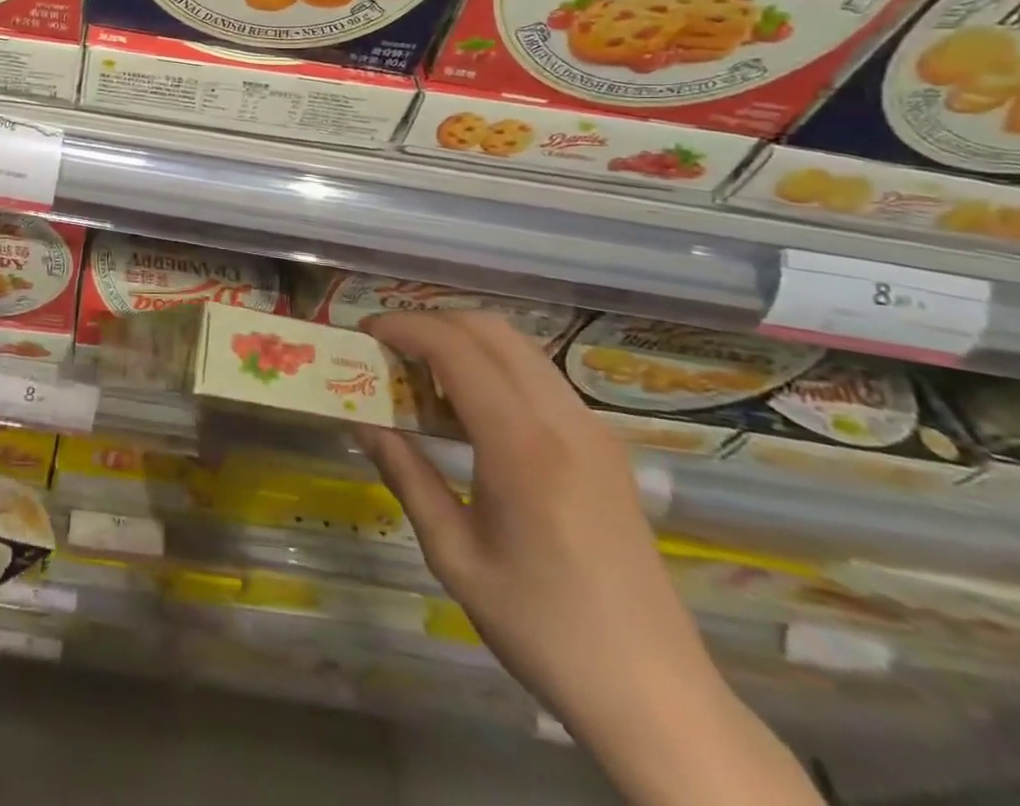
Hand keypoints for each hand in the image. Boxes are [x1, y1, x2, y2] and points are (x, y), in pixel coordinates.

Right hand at [356, 310, 820, 805]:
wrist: (657, 696)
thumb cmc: (543, 628)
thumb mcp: (454, 556)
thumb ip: (406, 475)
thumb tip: (362, 424)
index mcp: (521, 444)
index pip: (455, 348)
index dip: (405, 328)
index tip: (366, 334)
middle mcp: (563, 419)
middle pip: (491, 329)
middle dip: (433, 324)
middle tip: (391, 351)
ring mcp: (593, 429)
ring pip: (519, 348)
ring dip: (466, 344)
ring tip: (423, 379)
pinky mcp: (607, 447)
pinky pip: (541, 378)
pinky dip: (496, 369)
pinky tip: (471, 413)